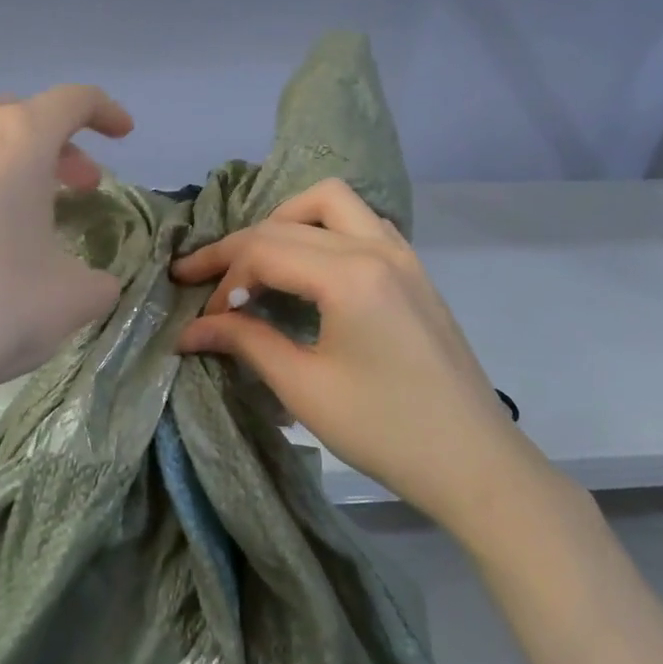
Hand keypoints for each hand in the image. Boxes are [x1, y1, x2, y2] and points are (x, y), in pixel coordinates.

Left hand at [0, 86, 132, 461]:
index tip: (123, 136)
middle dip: (58, 145)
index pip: (72, 100)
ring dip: (12, 167)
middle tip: (80, 187)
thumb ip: (99, 280)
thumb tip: (95, 283)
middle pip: (19, 116)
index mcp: (15, 140)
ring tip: (29, 218)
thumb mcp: (74, 299)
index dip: (106, 112)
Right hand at [171, 178, 546, 529]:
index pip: (264, 250)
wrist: (472, 460)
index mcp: (350, 275)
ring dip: (286, 221)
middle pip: (288, 222)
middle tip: (203, 278)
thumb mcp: (304, 387)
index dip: (223, 279)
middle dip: (239, 247)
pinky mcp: (414, 271)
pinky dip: (324, 230)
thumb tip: (190, 329)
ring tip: (258, 262)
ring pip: (333, 203)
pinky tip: (310, 269)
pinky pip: (362, 223)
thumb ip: (245, 342)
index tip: (201, 316)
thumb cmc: (384, 429)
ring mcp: (402, 255)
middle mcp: (377, 248)